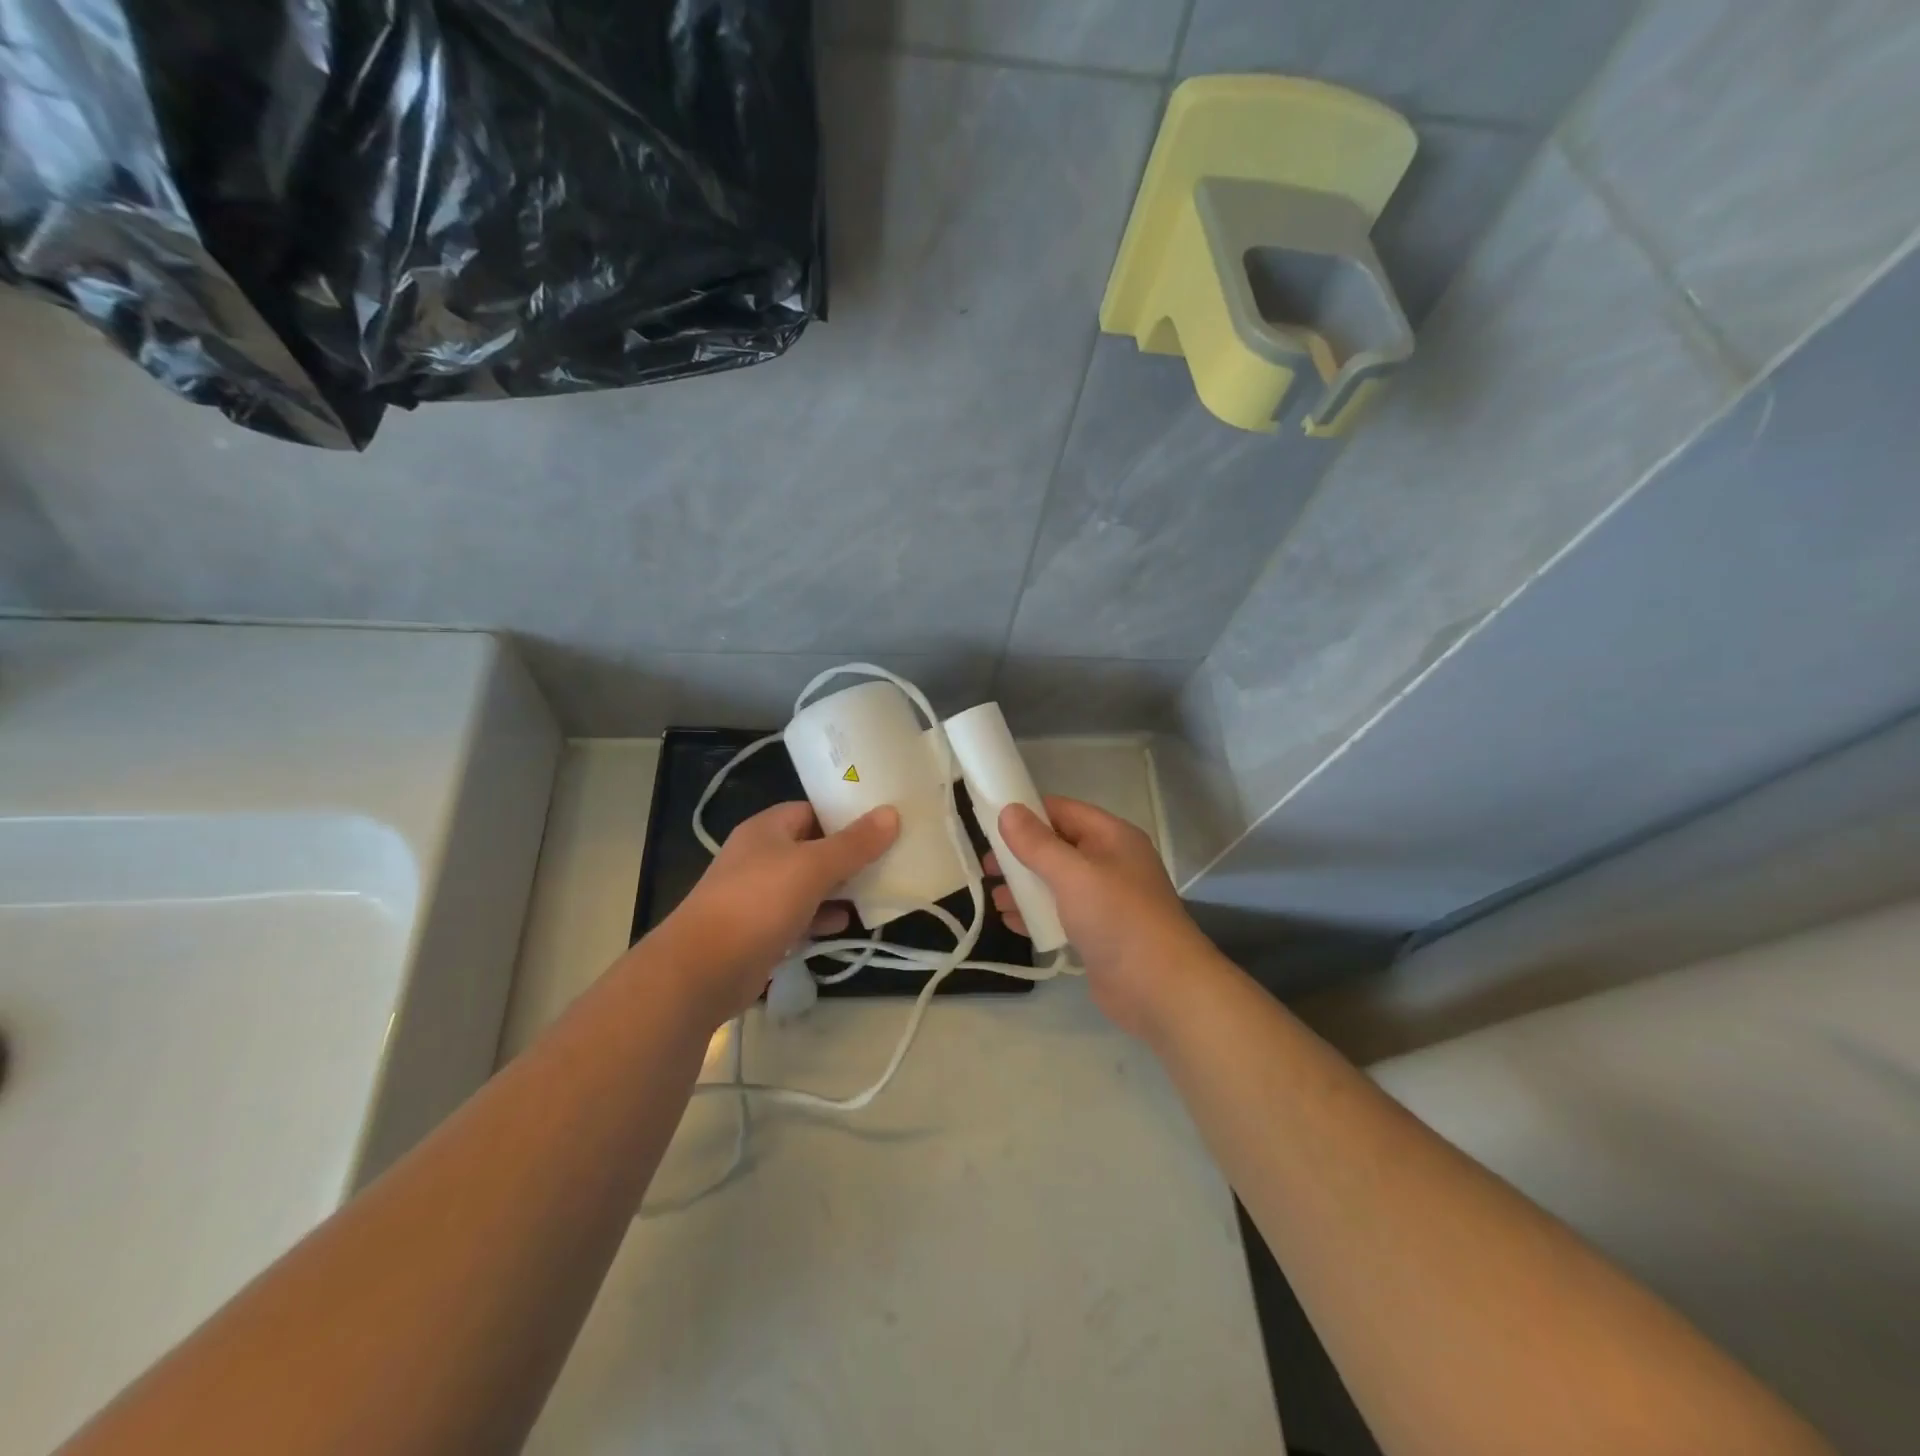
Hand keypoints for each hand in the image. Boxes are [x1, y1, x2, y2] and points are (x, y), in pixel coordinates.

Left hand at [656, 802, 898, 1025]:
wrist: (702, 970)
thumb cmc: (758, 903)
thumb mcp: (813, 867)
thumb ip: (854, 843)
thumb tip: (891, 813)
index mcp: (767, 829)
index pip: (812, 810)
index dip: (846, 814)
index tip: (883, 822)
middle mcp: (760, 856)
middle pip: (813, 847)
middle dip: (849, 855)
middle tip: (890, 857)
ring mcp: (758, 895)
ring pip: (808, 884)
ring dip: (839, 888)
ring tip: (878, 890)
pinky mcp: (760, 931)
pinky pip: (799, 916)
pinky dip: (822, 917)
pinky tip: (846, 923)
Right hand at [992, 797, 1223, 1040]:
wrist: (1160, 989)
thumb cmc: (1117, 919)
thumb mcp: (1073, 874)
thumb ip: (1037, 843)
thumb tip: (1008, 810)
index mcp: (1112, 837)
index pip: (1063, 811)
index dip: (1028, 812)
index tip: (990, 823)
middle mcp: (1110, 862)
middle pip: (1057, 847)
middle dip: (1021, 855)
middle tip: (988, 867)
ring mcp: (1105, 900)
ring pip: (1056, 882)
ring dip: (1025, 887)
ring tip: (995, 898)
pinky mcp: (1098, 933)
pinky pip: (1061, 913)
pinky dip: (1037, 914)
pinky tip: (1011, 922)